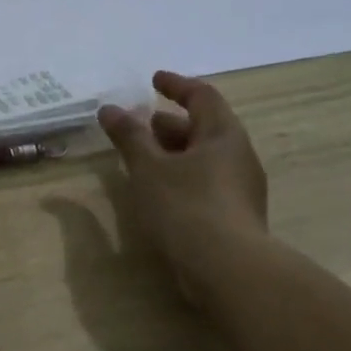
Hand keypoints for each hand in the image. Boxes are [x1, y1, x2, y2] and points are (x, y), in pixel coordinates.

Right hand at [98, 71, 268, 288]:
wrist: (228, 271)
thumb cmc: (186, 206)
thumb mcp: (148, 167)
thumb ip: (129, 136)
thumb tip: (109, 109)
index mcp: (223, 135)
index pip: (203, 96)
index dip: (176, 85)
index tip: (153, 80)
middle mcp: (238, 157)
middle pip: (204, 128)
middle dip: (170, 123)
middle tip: (141, 123)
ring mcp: (240, 189)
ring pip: (204, 158)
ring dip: (173, 152)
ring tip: (142, 158)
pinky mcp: (235, 217)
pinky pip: (205, 183)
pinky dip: (180, 176)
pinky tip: (159, 191)